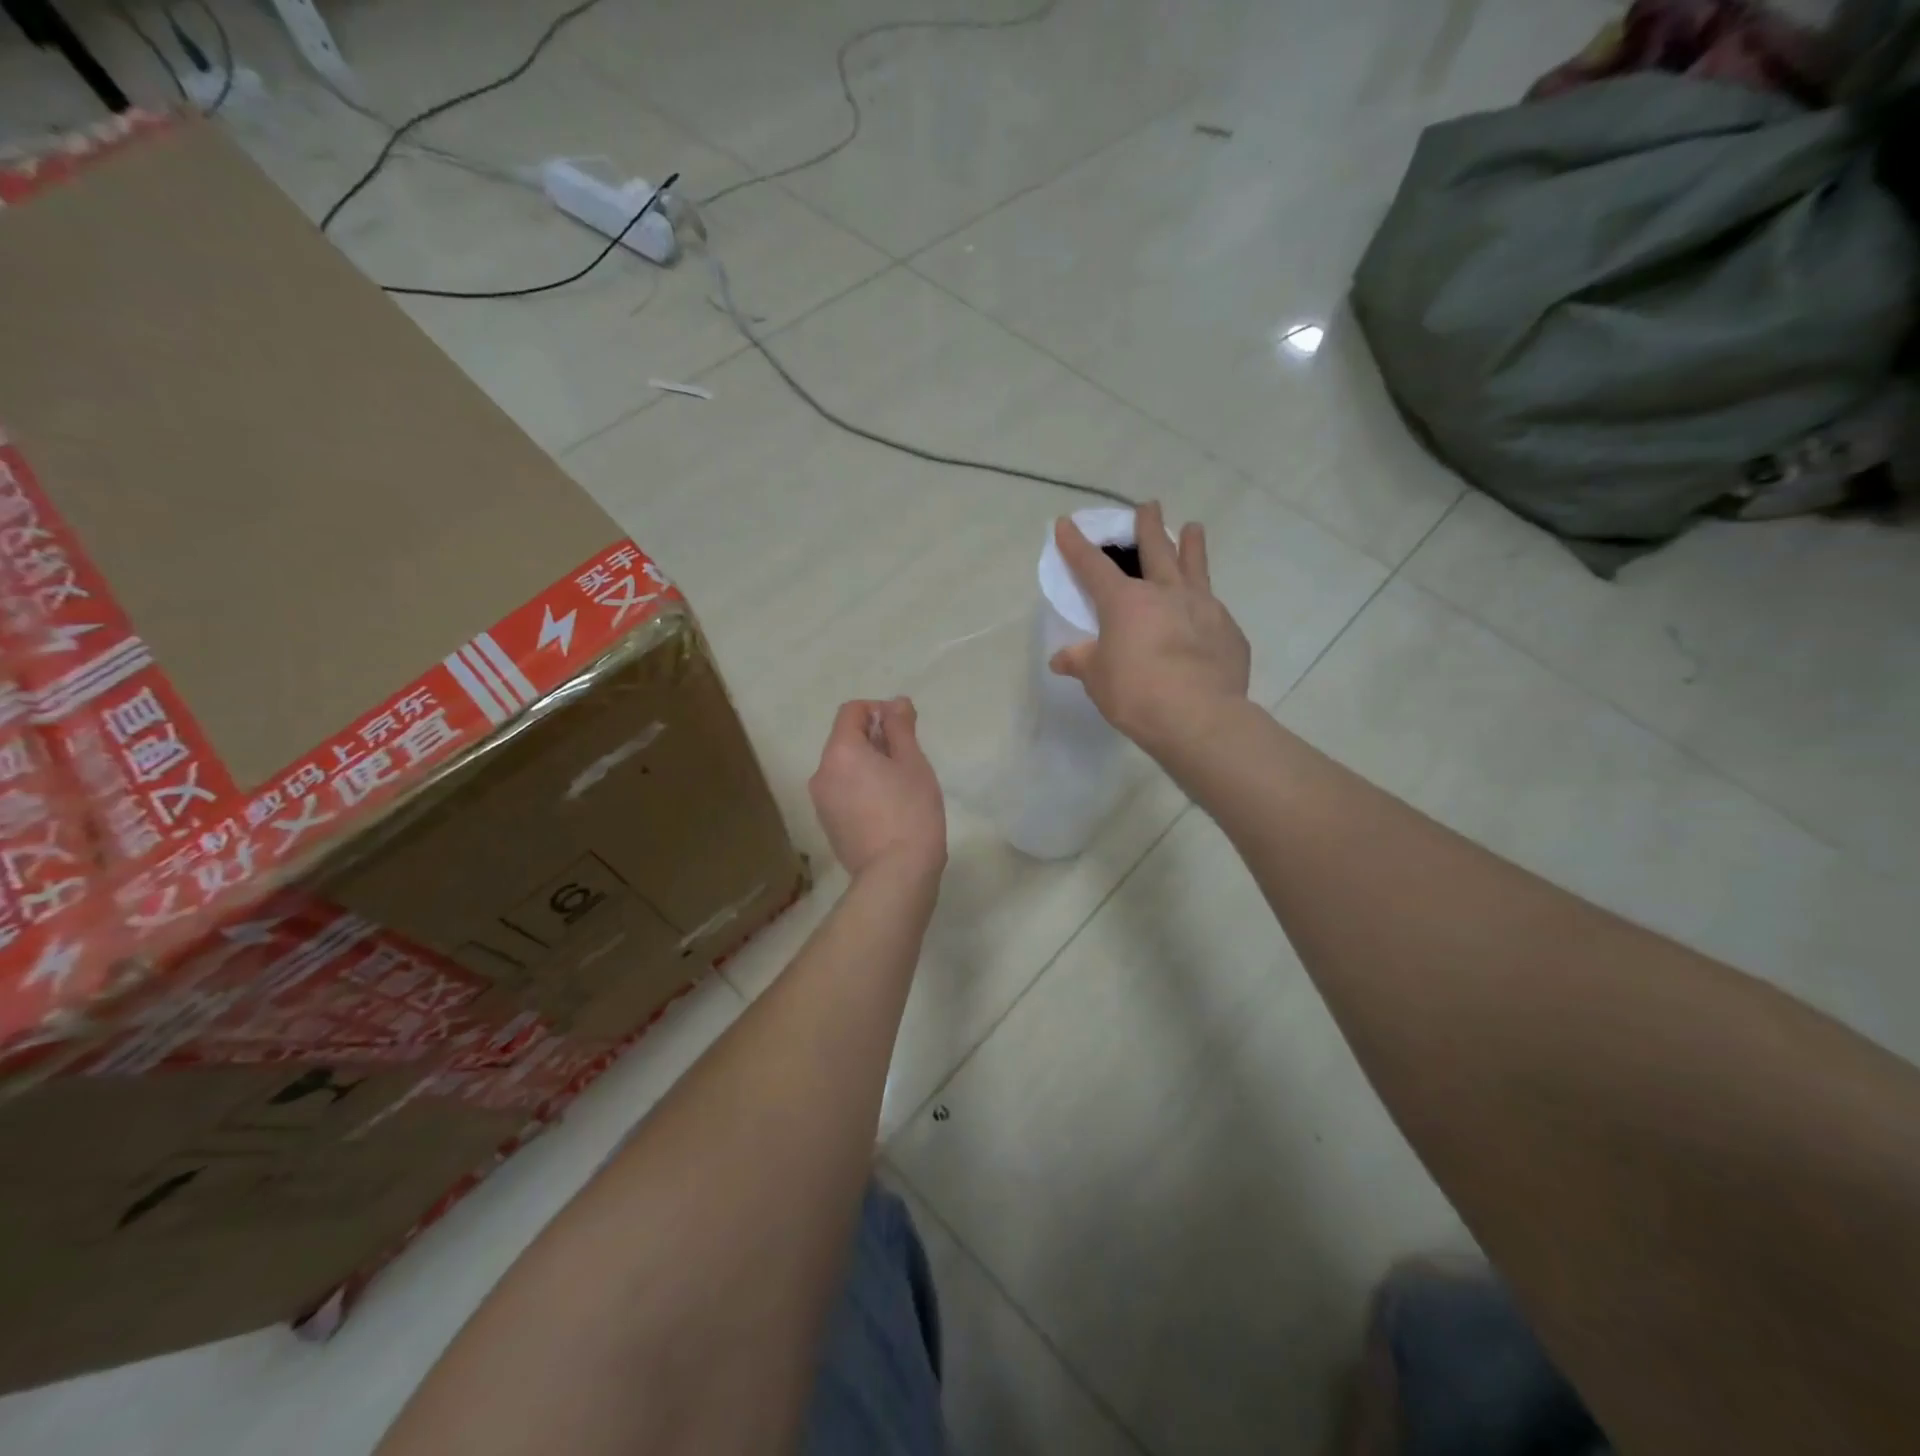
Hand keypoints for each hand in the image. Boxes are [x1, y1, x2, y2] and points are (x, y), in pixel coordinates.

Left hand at [809, 697, 947, 878]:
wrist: (895, 874)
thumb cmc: (910, 812)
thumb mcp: (913, 763)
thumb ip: (901, 727)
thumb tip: (894, 702)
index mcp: (840, 751)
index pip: (851, 711)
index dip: (878, 710)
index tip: (904, 729)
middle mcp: (822, 772)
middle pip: (845, 740)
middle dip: (875, 740)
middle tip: (908, 760)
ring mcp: (821, 802)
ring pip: (844, 768)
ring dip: (868, 765)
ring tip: (900, 787)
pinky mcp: (827, 825)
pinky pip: (843, 792)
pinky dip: (861, 788)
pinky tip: (887, 809)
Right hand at [1049, 501, 1250, 754]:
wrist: (1199, 717)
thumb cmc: (1137, 694)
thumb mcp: (1098, 680)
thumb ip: (1082, 661)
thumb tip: (1061, 658)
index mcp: (1125, 602)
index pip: (1093, 565)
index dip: (1076, 545)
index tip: (1066, 523)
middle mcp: (1165, 593)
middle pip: (1155, 549)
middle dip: (1147, 526)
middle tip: (1148, 506)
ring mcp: (1203, 607)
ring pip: (1195, 566)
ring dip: (1191, 545)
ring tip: (1193, 528)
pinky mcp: (1228, 630)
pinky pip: (1214, 609)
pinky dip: (1206, 605)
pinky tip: (1207, 614)